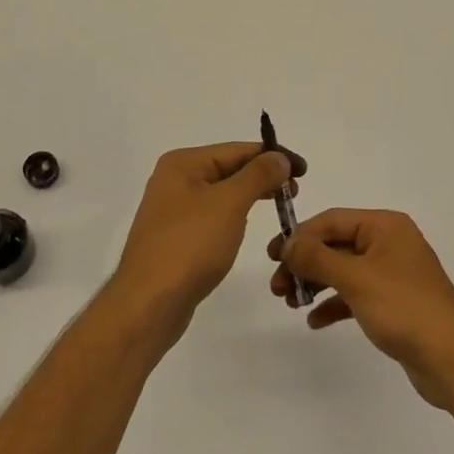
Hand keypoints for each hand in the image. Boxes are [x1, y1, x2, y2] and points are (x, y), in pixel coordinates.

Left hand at [109, 142, 302, 342]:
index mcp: (183, 163)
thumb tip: (279, 157)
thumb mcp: (229, 203)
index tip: (304, 170)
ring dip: (252, 195)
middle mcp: (175, 180)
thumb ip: (257, 175)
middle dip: (264, 176)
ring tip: (281, 205)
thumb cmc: (190, 245)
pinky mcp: (177, 237)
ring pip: (223, 193)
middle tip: (295, 191)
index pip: (237, 149)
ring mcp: (174, 210)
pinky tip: (248, 225)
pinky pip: (214, 216)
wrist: (149, 303)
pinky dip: (236, 215)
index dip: (273, 156)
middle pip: (229, 169)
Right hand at [268, 209, 453, 408]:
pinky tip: (314, 320)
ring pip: (342, 271)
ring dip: (315, 283)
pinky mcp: (393, 303)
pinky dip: (333, 304)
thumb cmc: (404, 308)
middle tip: (277, 287)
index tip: (272, 257)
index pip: (331, 220)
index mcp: (385, 226)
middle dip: (304, 263)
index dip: (300, 236)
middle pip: (335, 244)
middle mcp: (389, 243)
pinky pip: (354, 295)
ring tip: (290, 302)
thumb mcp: (356, 278)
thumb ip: (317, 258)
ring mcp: (392, 274)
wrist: (452, 359)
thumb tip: (288, 244)